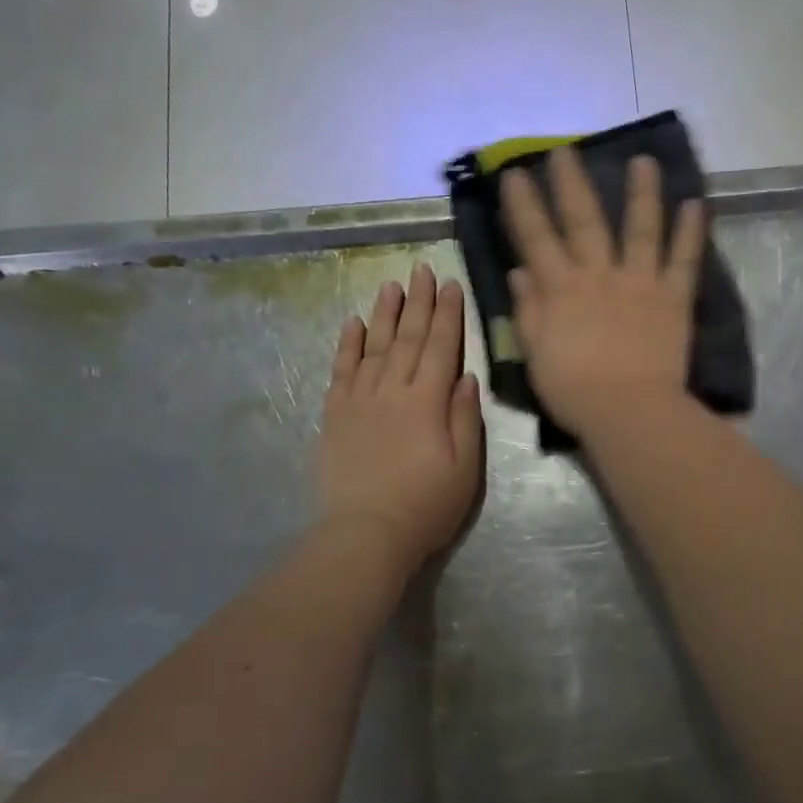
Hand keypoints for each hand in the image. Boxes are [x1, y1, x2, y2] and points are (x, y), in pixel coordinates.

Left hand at [318, 263, 483, 576]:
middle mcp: (393, 390)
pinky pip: (341, 370)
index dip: (449, 314)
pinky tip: (353, 323)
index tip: (451, 284)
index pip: (442, 346)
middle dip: (419, 302)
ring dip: (385, 313)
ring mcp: (360, 400)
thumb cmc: (426, 506)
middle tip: (422, 269)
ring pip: (375, 346)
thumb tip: (466, 376)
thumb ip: (466, 418)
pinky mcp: (335, 415)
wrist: (366, 533)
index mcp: (428, 401)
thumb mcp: (465, 468)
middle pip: (409, 338)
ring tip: (391, 285)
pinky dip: (347, 345)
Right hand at [500, 146, 705, 438]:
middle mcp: (599, 275)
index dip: (524, 205)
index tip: (516, 174)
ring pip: (640, 229)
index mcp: (561, 290)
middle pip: (584, 222)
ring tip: (644, 161)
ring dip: (642, 193)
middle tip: (566, 151)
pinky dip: (690, 231)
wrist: (627, 411)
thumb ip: (529, 310)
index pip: (536, 239)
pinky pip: (683, 259)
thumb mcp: (536, 353)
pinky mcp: (673, 298)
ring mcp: (640, 282)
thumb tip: (519, 271)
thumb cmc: (574, 389)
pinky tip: (695, 203)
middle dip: (572, 184)